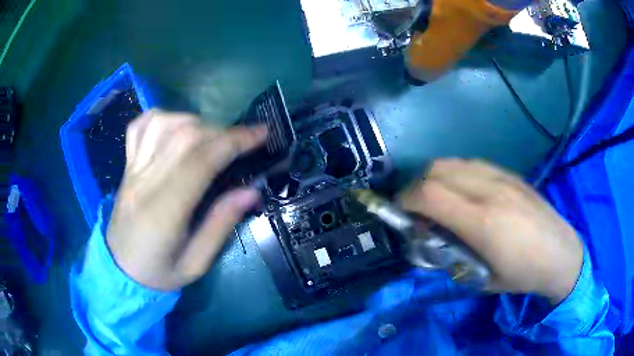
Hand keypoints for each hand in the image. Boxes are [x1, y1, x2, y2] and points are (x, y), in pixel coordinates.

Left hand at [106, 110, 266, 290]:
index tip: (261, 134)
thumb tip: (252, 191)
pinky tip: (176, 126)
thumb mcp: (195, 264)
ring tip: (211, 137)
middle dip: (222, 131)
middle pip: (184, 136)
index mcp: (164, 212)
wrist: (120, 270)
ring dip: (195, 122)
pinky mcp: (127, 166)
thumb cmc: (159, 273)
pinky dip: (162, 117)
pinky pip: (139, 127)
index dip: (234, 142)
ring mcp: (132, 170)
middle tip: (242, 141)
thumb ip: (221, 225)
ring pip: (163, 124)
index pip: (200, 162)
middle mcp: (145, 183)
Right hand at [400, 159, 582, 303]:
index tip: (400, 212)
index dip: (406, 199)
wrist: (561, 254)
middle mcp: (490, 191)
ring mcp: (502, 178)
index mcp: (482, 222)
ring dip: (437, 177)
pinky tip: (465, 192)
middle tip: (418, 209)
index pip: (429, 194)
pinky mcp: (511, 175)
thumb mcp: (481, 278)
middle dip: (417, 186)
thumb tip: (429, 239)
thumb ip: (451, 256)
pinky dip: (458, 174)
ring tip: (440, 199)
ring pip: (455, 162)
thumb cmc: (522, 274)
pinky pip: (474, 164)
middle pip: (437, 169)